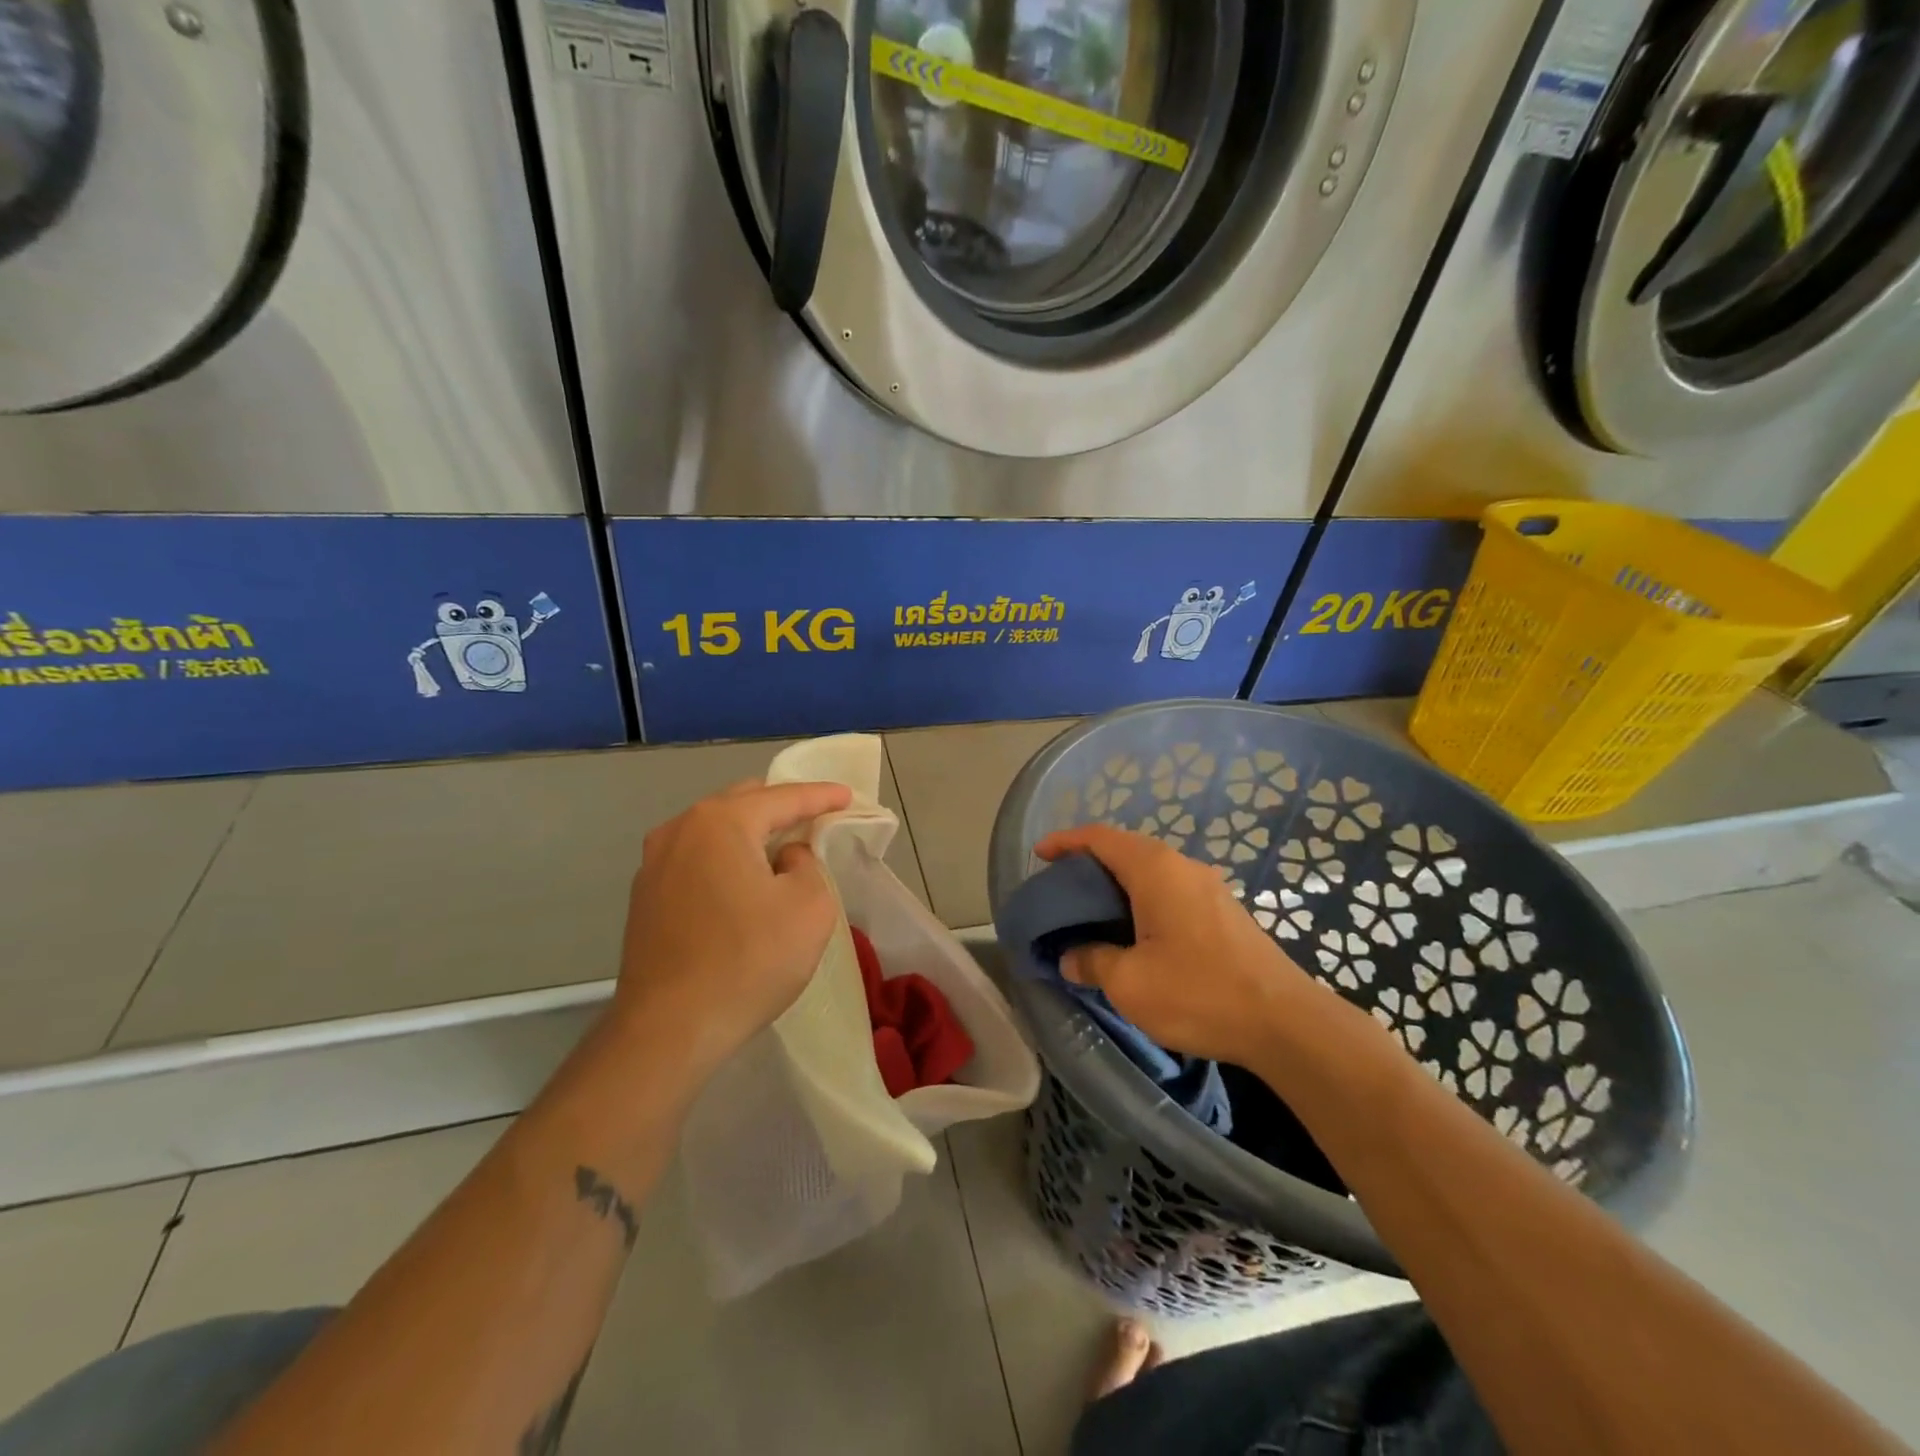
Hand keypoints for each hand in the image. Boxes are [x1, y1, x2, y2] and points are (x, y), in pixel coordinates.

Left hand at [611, 780, 852, 1081]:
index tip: (848, 797)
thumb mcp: (809, 908)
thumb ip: (807, 865)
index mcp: (720, 822)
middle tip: (815, 819)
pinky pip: (696, 859)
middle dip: (781, 807)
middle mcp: (680, 830)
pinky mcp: (644, 898)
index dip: (821, 796)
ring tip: (780, 850)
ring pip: (714, 831)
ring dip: (750, 834)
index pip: (782, 797)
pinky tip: (741, 884)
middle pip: (742, 803)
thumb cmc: (749, 961)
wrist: (669, 1030)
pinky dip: (725, 859)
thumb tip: (783, 858)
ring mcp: (654, 864)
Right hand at [1035, 824, 1315, 1068]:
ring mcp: (1208, 887)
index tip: (1039, 855)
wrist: (1285, 1022)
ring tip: (1091, 912)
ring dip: (1117, 884)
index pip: (1100, 838)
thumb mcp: (1129, 983)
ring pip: (1150, 871)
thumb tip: (1071, 957)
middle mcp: (1182, 866)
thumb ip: (1092, 961)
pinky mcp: (1223, 911)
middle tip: (1060, 890)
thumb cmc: (1199, 992)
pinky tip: (1134, 932)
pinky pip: (1170, 890)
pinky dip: (1141, 899)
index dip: (1066, 841)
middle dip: (1089, 863)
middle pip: (1125, 849)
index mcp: (1154, 869)